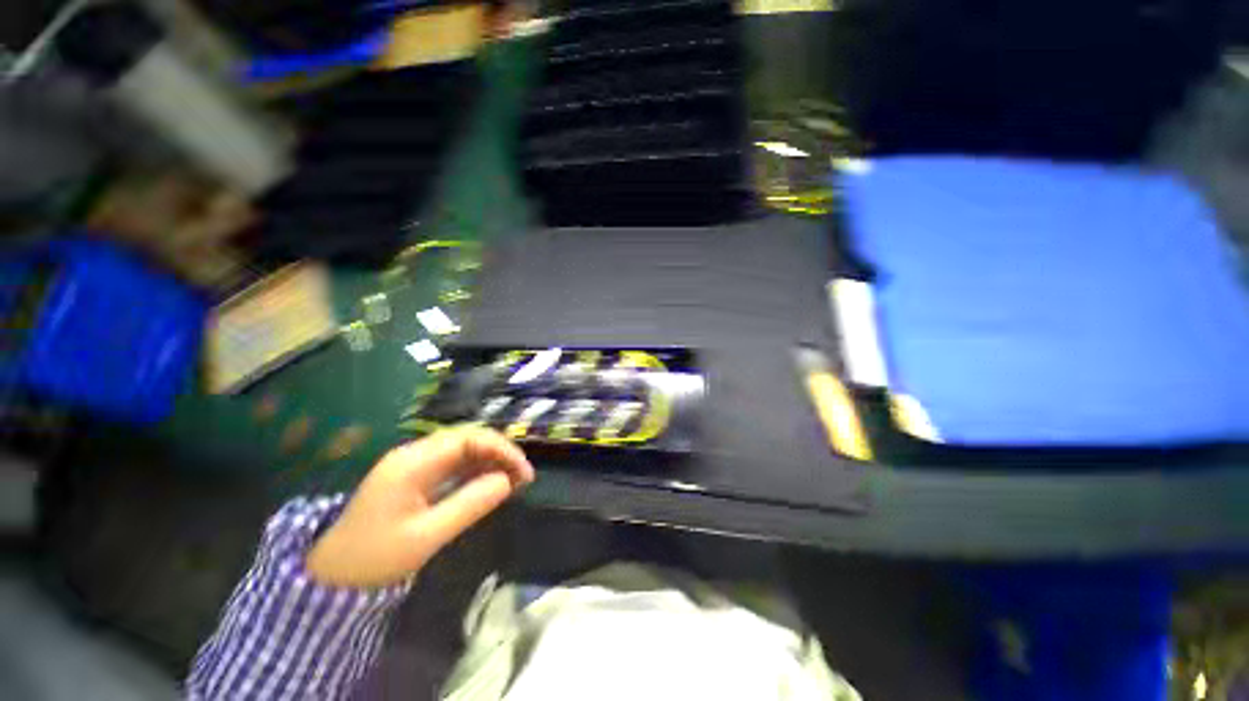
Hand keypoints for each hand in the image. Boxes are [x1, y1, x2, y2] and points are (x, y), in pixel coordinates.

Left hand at [307, 428, 534, 587]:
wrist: (330, 576)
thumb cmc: (374, 558)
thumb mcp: (426, 536)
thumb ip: (470, 504)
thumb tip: (507, 480)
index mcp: (414, 462)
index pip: (470, 438)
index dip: (502, 449)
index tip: (524, 472)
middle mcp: (416, 454)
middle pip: (469, 439)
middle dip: (500, 453)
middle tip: (523, 477)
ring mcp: (415, 464)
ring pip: (465, 450)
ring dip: (492, 461)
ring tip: (514, 481)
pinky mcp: (416, 477)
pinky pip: (455, 464)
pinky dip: (477, 471)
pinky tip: (492, 484)